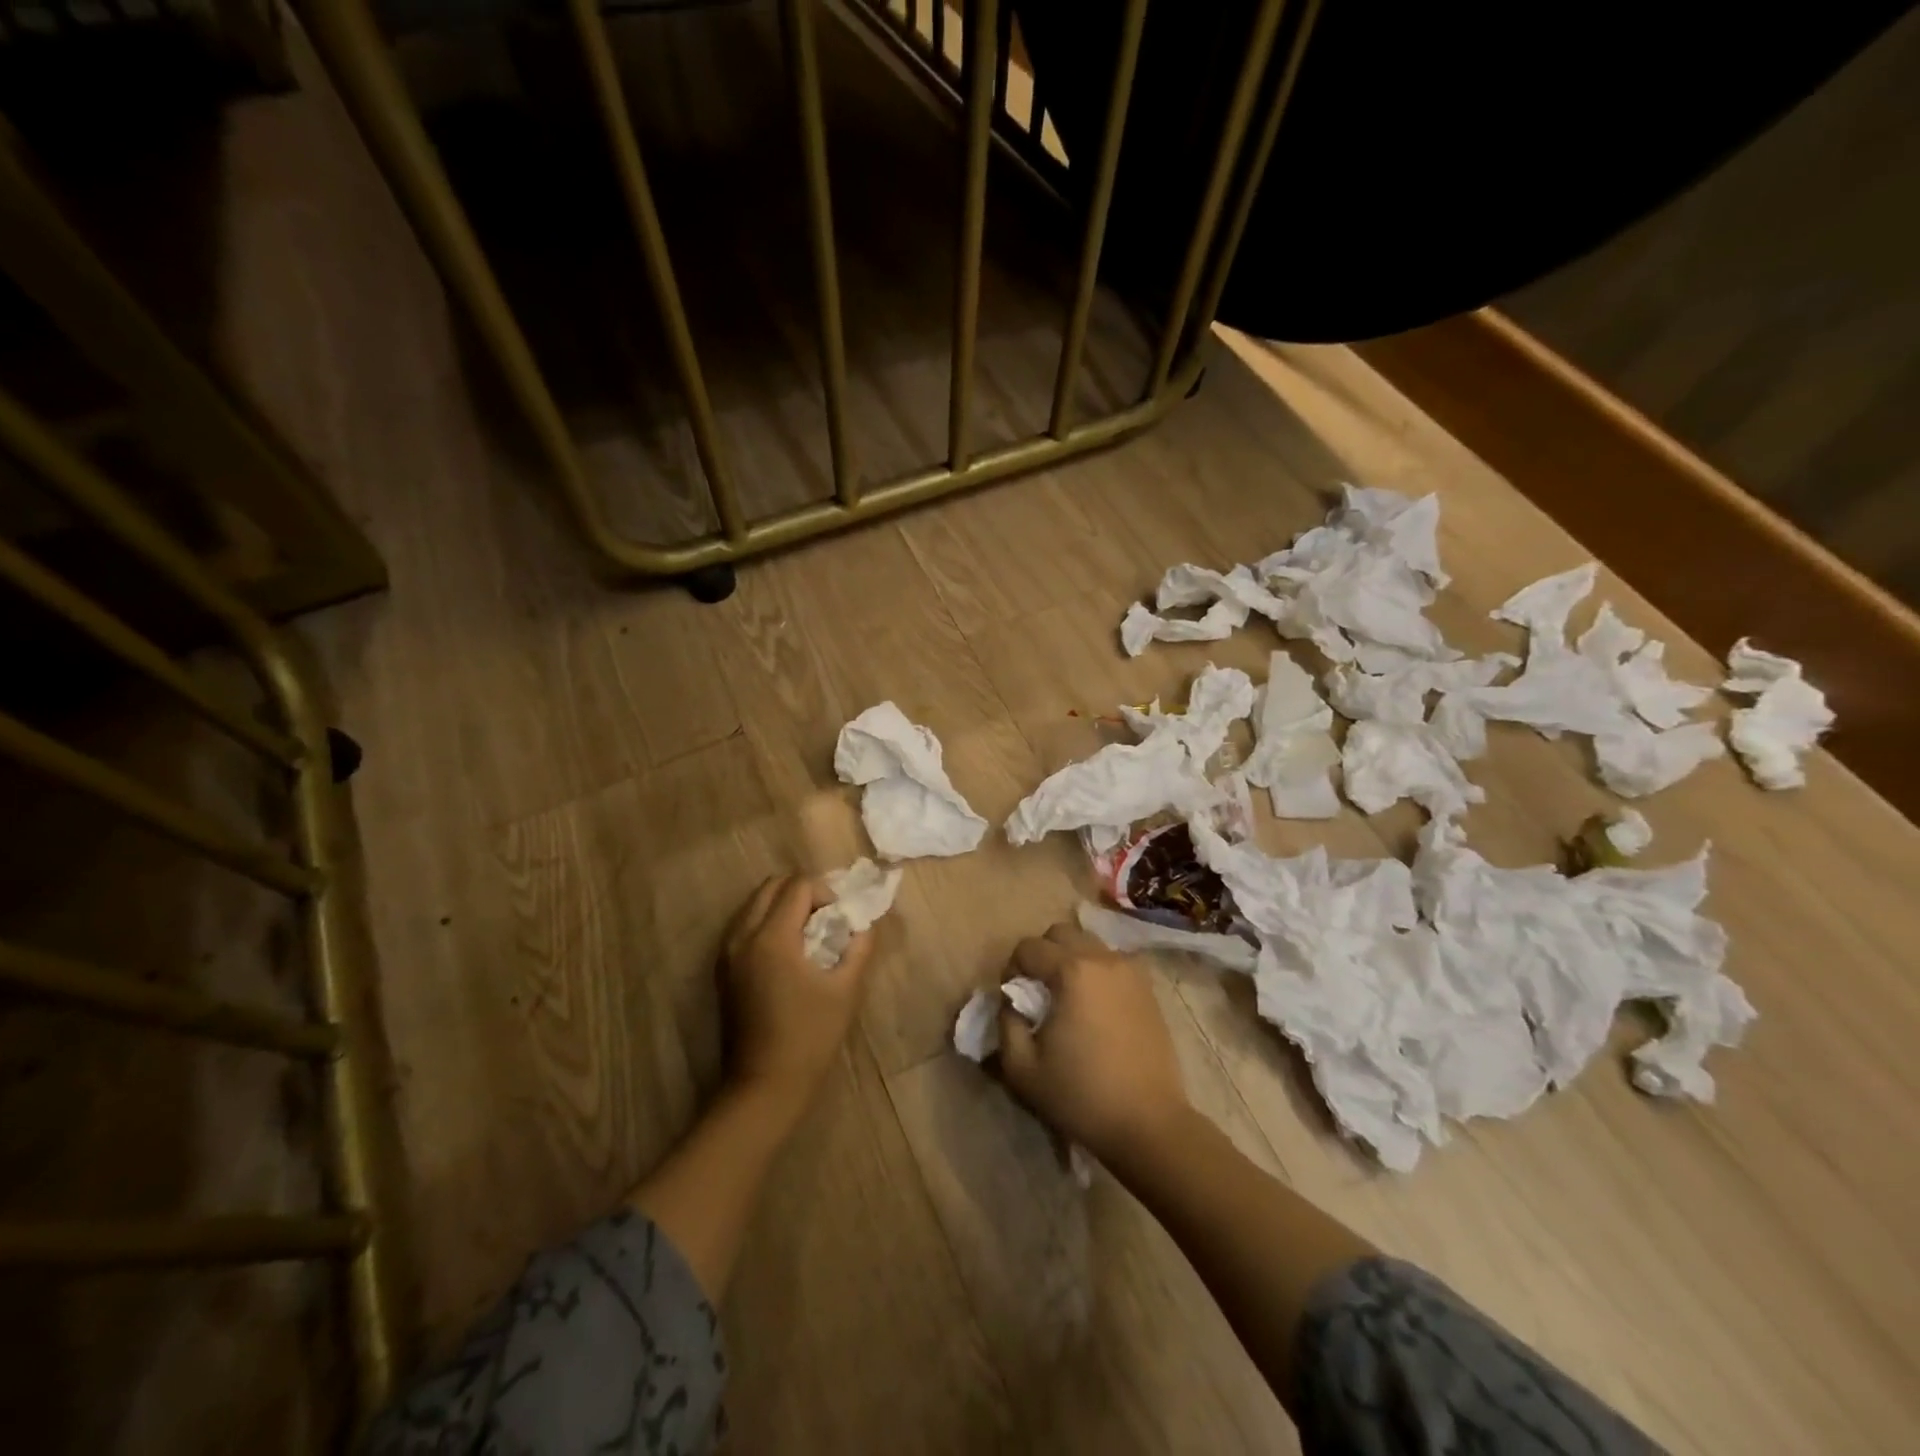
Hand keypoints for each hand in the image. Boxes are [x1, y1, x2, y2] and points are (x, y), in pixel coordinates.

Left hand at [721, 875, 873, 1107]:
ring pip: (754, 903)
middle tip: (826, 918)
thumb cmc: (810, 1037)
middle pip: (772, 886)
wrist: (764, 1086)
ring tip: (808, 933)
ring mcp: (727, 953)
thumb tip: (863, 923)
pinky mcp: (722, 970)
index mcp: (772, 937)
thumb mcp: (846, 989)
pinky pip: (744, 925)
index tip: (841, 918)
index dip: (826, 892)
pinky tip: (788, 952)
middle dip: (803, 892)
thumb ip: (859, 946)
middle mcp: (743, 936)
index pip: (799, 886)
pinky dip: (766, 922)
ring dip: (783, 905)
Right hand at [994, 923, 1190, 1165]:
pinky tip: (1095, 1005)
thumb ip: (1006, 1023)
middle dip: (1042, 954)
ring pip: (1089, 943)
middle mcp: (1102, 958)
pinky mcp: (1148, 988)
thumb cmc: (1081, 1095)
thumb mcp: (1022, 1068)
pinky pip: (1113, 962)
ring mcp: (1130, 970)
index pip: (1028, 947)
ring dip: (1071, 959)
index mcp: (1071, 971)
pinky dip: (1097, 971)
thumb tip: (1010, 1001)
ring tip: (1068, 997)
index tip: (1013, 999)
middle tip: (1038, 990)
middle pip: (1060, 933)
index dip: (1012, 969)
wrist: (1148, 1123)